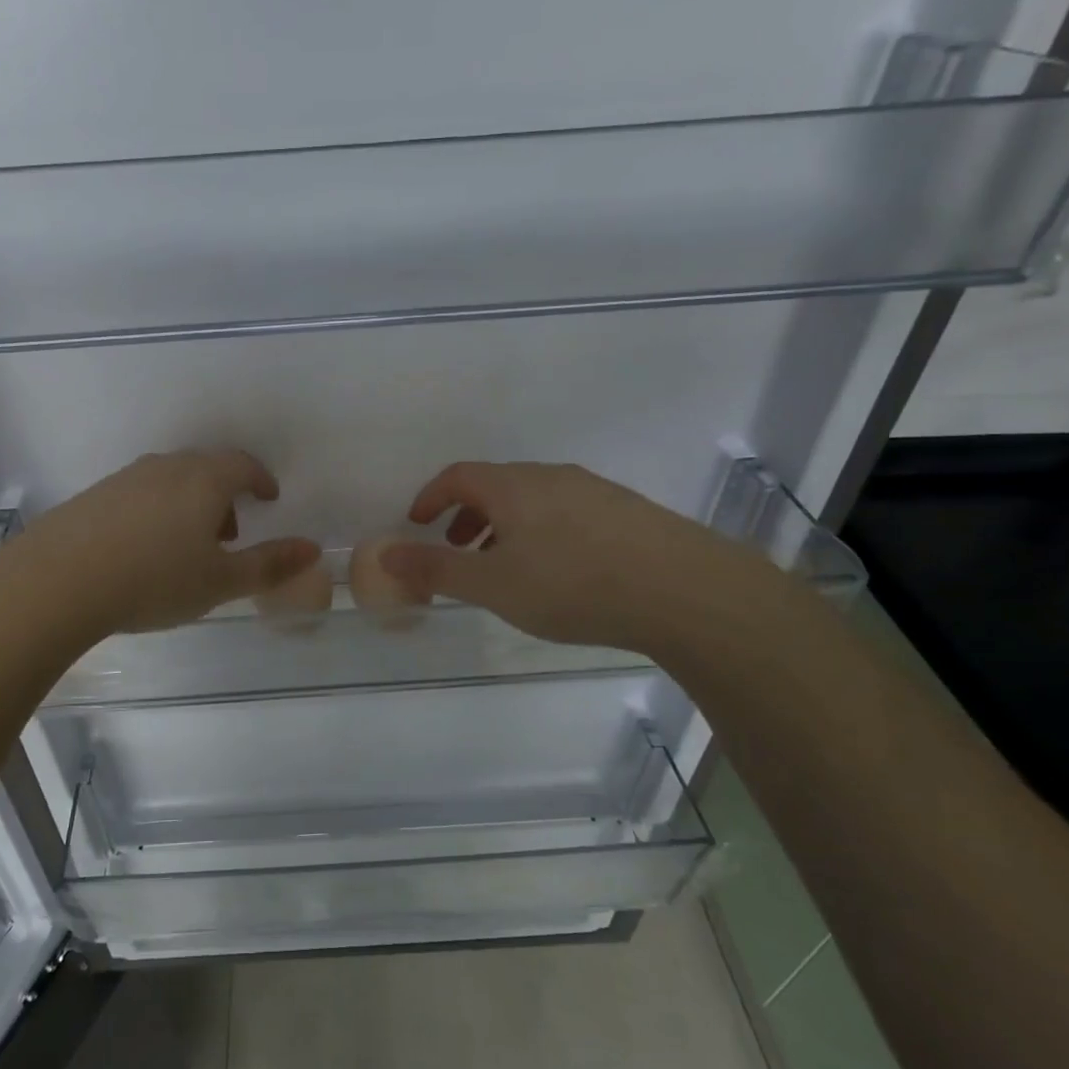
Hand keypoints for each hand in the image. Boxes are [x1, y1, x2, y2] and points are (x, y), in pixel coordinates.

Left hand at [14, 450, 320, 636]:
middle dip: (226, 496)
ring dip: (191, 504)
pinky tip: (144, 549)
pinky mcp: (96, 494)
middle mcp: (166, 467)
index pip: (243, 464)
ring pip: (172, 480)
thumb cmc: (153, 580)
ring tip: (187, 548)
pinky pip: (141, 493)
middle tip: (229, 536)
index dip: (261, 479)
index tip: (269, 498)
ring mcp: (126, 478)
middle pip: (208, 469)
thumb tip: (314, 549)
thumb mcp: (220, 581)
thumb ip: (270, 565)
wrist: (58, 581)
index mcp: (204, 480)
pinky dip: (158, 511)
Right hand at [379, 461, 763, 651]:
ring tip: (505, 568)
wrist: (685, 591)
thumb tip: (384, 553)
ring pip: (533, 500)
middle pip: (495, 485)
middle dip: (466, 515)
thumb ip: (435, 569)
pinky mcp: (627, 512)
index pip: (457, 476)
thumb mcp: (492, 585)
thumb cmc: (573, 585)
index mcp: (513, 486)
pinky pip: (566, 513)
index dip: (430, 497)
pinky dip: (541, 533)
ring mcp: (594, 491)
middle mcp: (552, 477)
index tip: (417, 524)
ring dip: (504, 526)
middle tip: (456, 550)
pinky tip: (559, 573)